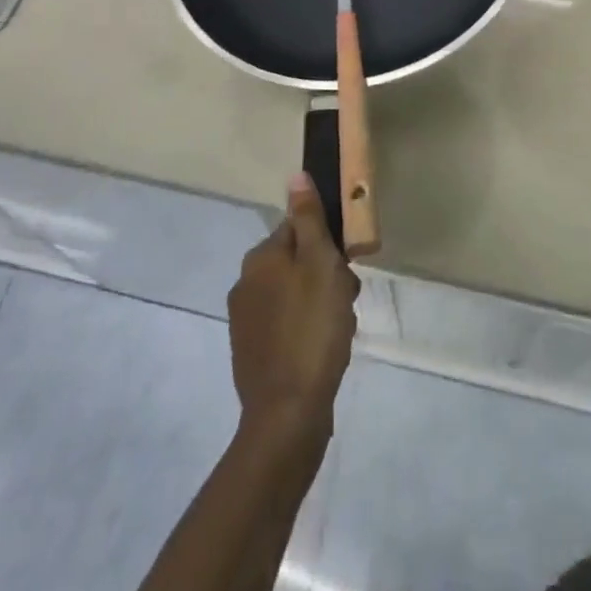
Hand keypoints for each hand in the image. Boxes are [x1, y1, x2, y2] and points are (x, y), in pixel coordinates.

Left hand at [228, 175, 359, 449]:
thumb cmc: (312, 329)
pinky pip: (287, 324)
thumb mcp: (319, 264)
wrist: (288, 414)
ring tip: (339, 329)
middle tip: (345, 301)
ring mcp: (245, 321)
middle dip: (326, 276)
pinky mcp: (252, 352)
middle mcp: (245, 283)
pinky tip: (323, 349)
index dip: (328, 244)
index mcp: (260, 258)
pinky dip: (307, 330)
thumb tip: (295, 177)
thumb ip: (309, 219)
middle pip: (297, 261)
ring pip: (295, 293)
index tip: (346, 267)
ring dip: (320, 303)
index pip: (299, 229)